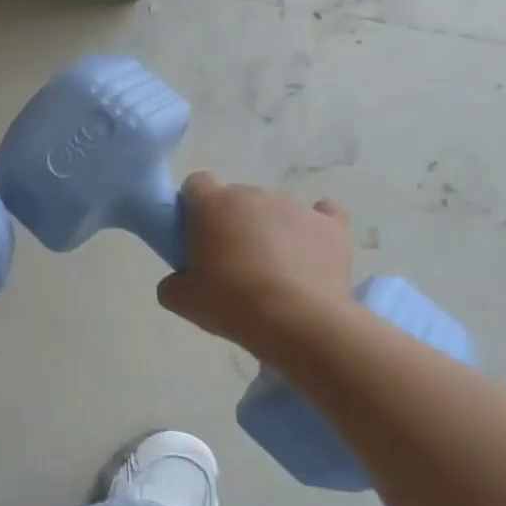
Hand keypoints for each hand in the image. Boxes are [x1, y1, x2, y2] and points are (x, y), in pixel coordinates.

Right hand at [157, 173, 354, 353]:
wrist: (298, 321)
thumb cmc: (230, 303)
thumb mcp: (180, 300)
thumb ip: (172, 280)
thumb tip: (181, 279)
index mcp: (213, 205)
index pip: (196, 183)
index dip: (194, 206)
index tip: (195, 235)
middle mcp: (255, 195)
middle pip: (237, 198)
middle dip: (232, 222)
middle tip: (230, 262)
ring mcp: (297, 207)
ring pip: (275, 210)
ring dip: (269, 230)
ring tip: (273, 271)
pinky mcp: (333, 225)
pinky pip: (322, 214)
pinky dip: (313, 229)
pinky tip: (309, 253)